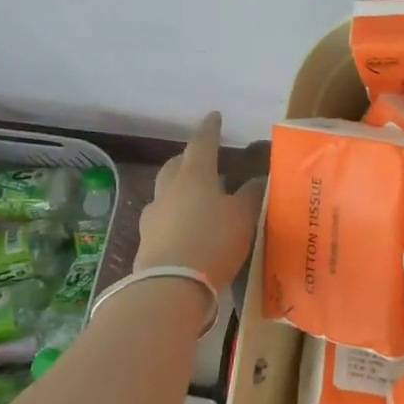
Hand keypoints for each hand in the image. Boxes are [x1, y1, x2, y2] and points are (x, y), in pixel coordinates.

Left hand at [133, 112, 266, 289]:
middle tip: (202, 158)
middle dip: (187, 158)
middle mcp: (169, 190)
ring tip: (196, 197)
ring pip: (166, 192)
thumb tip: (257, 179)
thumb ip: (251, 194)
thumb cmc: (213, 240)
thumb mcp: (244, 216)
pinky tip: (187, 227)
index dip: (210, 129)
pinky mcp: (147, 243)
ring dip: (179, 189)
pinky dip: (175, 216)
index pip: (202, 143)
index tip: (214, 116)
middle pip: (176, 165)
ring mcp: (153, 217)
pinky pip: (163, 219)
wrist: (171, 287)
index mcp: (195, 175)